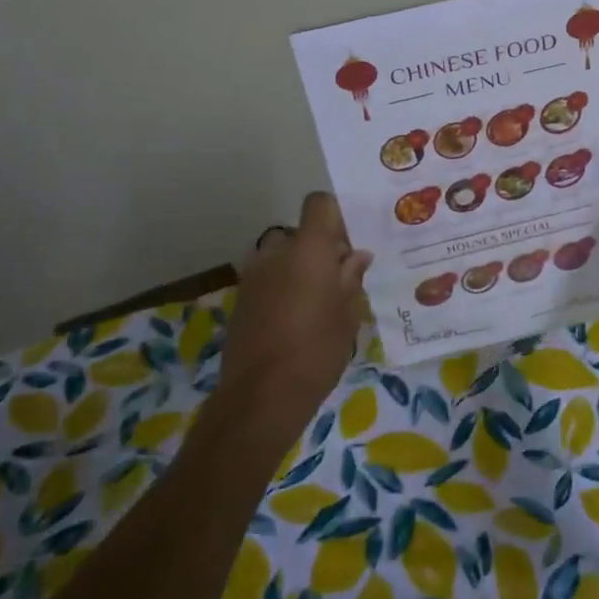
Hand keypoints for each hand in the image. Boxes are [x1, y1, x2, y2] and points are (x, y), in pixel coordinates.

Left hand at [218, 193, 371, 439]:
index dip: (336, 215)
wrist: (261, 394)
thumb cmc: (317, 349)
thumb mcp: (348, 314)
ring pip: (283, 257)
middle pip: (301, 234)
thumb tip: (357, 256)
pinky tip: (297, 320)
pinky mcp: (241, 299)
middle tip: (341, 280)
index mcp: (308, 248)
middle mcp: (276, 252)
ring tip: (319, 303)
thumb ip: (352, 278)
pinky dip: (283, 288)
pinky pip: (268, 279)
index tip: (351, 242)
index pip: (319, 204)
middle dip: (320, 249)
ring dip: (299, 269)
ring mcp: (253, 275)